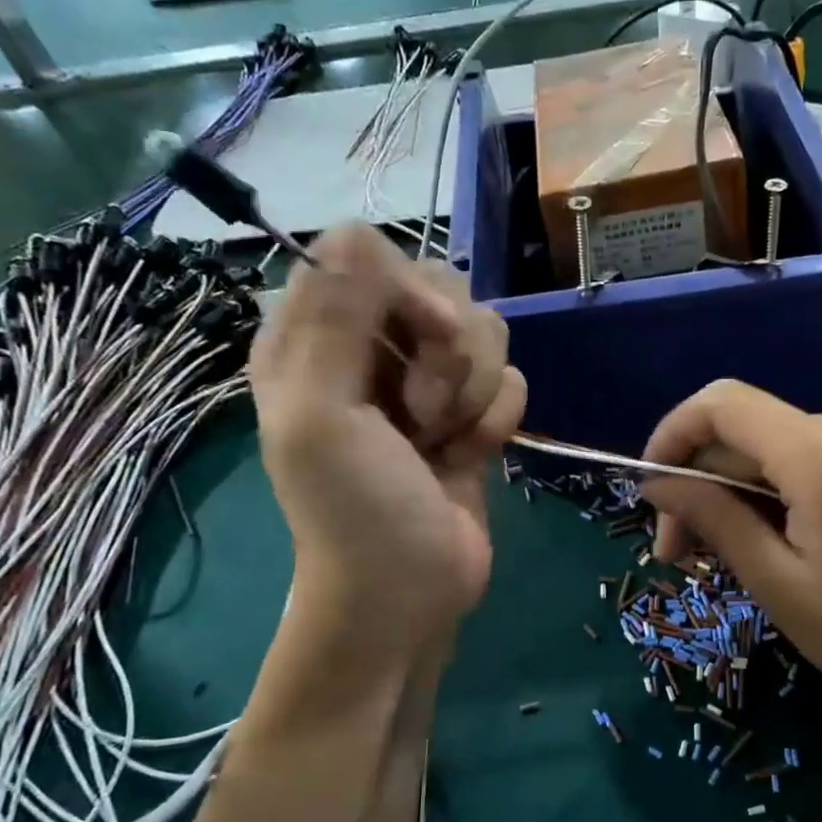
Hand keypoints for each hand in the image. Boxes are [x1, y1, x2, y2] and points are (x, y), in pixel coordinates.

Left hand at [248, 226, 525, 664]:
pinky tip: (471, 454)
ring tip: (443, 439)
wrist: (406, 593)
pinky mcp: (469, 411)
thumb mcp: (325, 414)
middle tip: (423, 410)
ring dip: (473, 389)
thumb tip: (357, 227)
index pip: (370, 256)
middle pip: (439, 285)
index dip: (408, 288)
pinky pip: (509, 376)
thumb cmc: (355, 511)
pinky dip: (496, 417)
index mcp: (313, 338)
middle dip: (447, 350)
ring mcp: (423, 380)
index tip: (425, 334)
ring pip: (483, 330)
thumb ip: (336, 319)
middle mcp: (369, 348)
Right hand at [638, 380, 821, 736]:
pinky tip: (762, 540)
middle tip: (677, 554)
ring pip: (767, 448)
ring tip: (716, 556)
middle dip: (698, 484)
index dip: (671, 435)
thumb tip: (656, 483)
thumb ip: (713, 518)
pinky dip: (767, 492)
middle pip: (741, 432)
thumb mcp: (777, 583)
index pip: (720, 404)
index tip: (648, 490)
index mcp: (818, 453)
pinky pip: (800, 459)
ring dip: (730, 493)